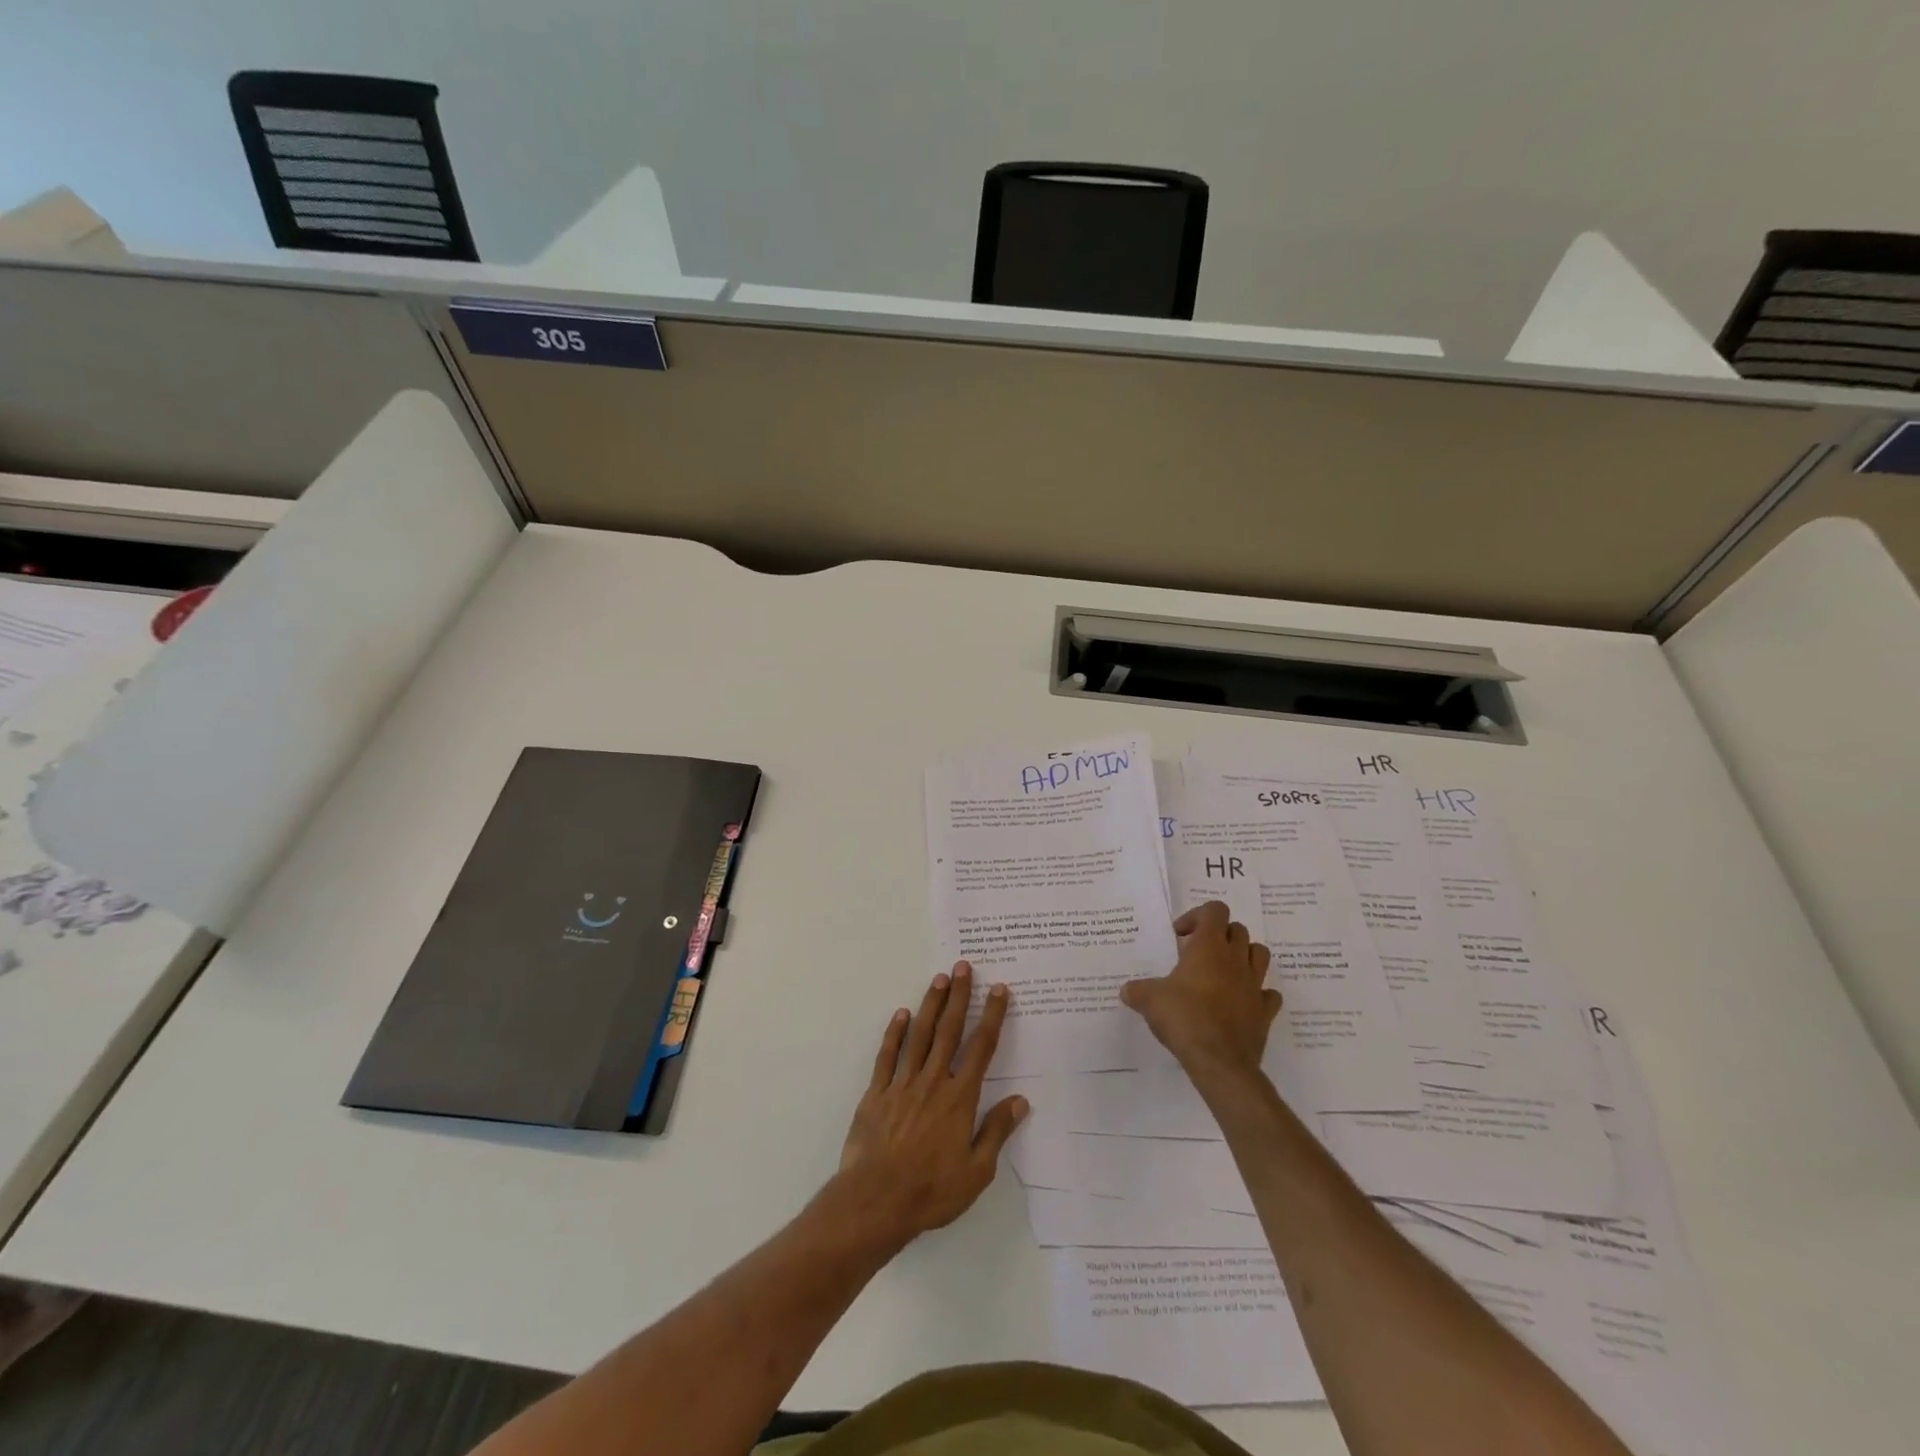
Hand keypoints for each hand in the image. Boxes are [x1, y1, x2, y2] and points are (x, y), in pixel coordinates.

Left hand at [837, 962, 1027, 1242]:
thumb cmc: (932, 1191)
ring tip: (939, 979)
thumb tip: (1020, 1101)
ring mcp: (902, 1084)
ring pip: (920, 1035)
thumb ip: (996, 1132)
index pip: (981, 1048)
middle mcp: (932, 1081)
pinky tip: (901, 1014)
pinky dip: (894, 1033)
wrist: (876, 1201)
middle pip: (949, 1030)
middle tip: (963, 966)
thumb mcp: (976, 1171)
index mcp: (960, 1098)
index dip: (992, 1017)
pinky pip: (887, 1056)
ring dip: (931, 1005)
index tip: (999, 990)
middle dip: (959, 996)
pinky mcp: (876, 1093)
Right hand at [1121, 900, 1279, 1080]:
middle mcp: (1235, 959)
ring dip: (1244, 956)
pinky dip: (1258, 993)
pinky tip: (1242, 1002)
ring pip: (1260, 954)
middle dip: (1219, 935)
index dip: (1197, 916)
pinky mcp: (1264, 1011)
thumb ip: (1136, 990)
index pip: (1214, 910)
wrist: (1219, 1061)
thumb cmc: (1184, 1018)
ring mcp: (1254, 985)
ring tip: (1223, 971)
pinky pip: (1268, 993)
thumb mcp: (1149, 1000)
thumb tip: (1126, 990)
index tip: (1180, 937)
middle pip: (1238, 929)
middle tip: (1197, 954)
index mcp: (1209, 947)